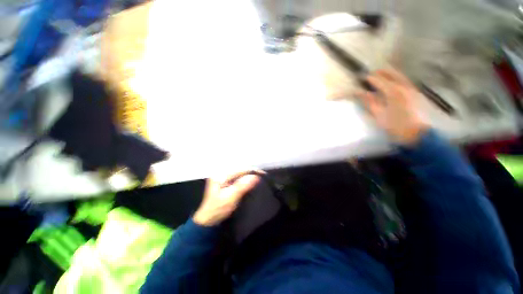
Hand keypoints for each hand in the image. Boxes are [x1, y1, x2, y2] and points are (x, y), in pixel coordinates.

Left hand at [193, 172, 260, 226]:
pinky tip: (251, 180)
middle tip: (263, 175)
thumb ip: (243, 186)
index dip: (252, 170)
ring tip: (259, 176)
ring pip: (239, 172)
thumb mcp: (230, 197)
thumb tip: (256, 176)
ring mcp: (223, 176)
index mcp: (220, 174)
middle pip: (240, 168)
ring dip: (249, 174)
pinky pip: (238, 176)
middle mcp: (221, 172)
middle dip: (251, 171)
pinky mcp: (225, 181)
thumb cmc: (218, 209)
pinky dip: (245, 178)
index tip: (263, 174)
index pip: (240, 169)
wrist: (208, 220)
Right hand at [356, 68, 427, 144]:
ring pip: (399, 76)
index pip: (379, 80)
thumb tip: (358, 92)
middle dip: (380, 73)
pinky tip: (392, 81)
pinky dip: (397, 78)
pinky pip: (404, 81)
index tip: (362, 78)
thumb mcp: (378, 114)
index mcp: (392, 92)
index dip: (370, 78)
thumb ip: (369, 101)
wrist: (415, 133)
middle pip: (391, 74)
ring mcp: (410, 89)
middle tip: (371, 75)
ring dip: (389, 74)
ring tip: (381, 75)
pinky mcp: (414, 93)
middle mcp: (403, 87)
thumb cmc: (394, 125)